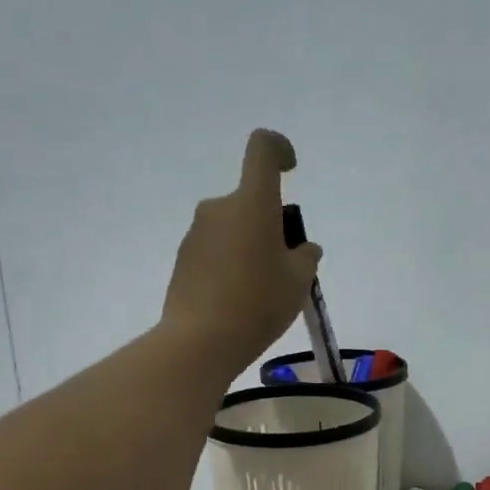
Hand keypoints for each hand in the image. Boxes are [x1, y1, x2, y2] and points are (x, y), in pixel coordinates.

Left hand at [161, 129, 321, 374]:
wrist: (201, 340)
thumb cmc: (259, 303)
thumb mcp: (299, 282)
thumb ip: (305, 257)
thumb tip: (302, 249)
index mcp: (252, 203)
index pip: (262, 149)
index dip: (279, 150)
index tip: (291, 170)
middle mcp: (220, 208)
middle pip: (251, 201)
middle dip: (271, 226)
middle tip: (286, 269)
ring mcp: (197, 233)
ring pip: (234, 229)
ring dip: (251, 248)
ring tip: (264, 292)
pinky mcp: (184, 259)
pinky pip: (217, 251)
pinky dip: (232, 266)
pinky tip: (240, 302)